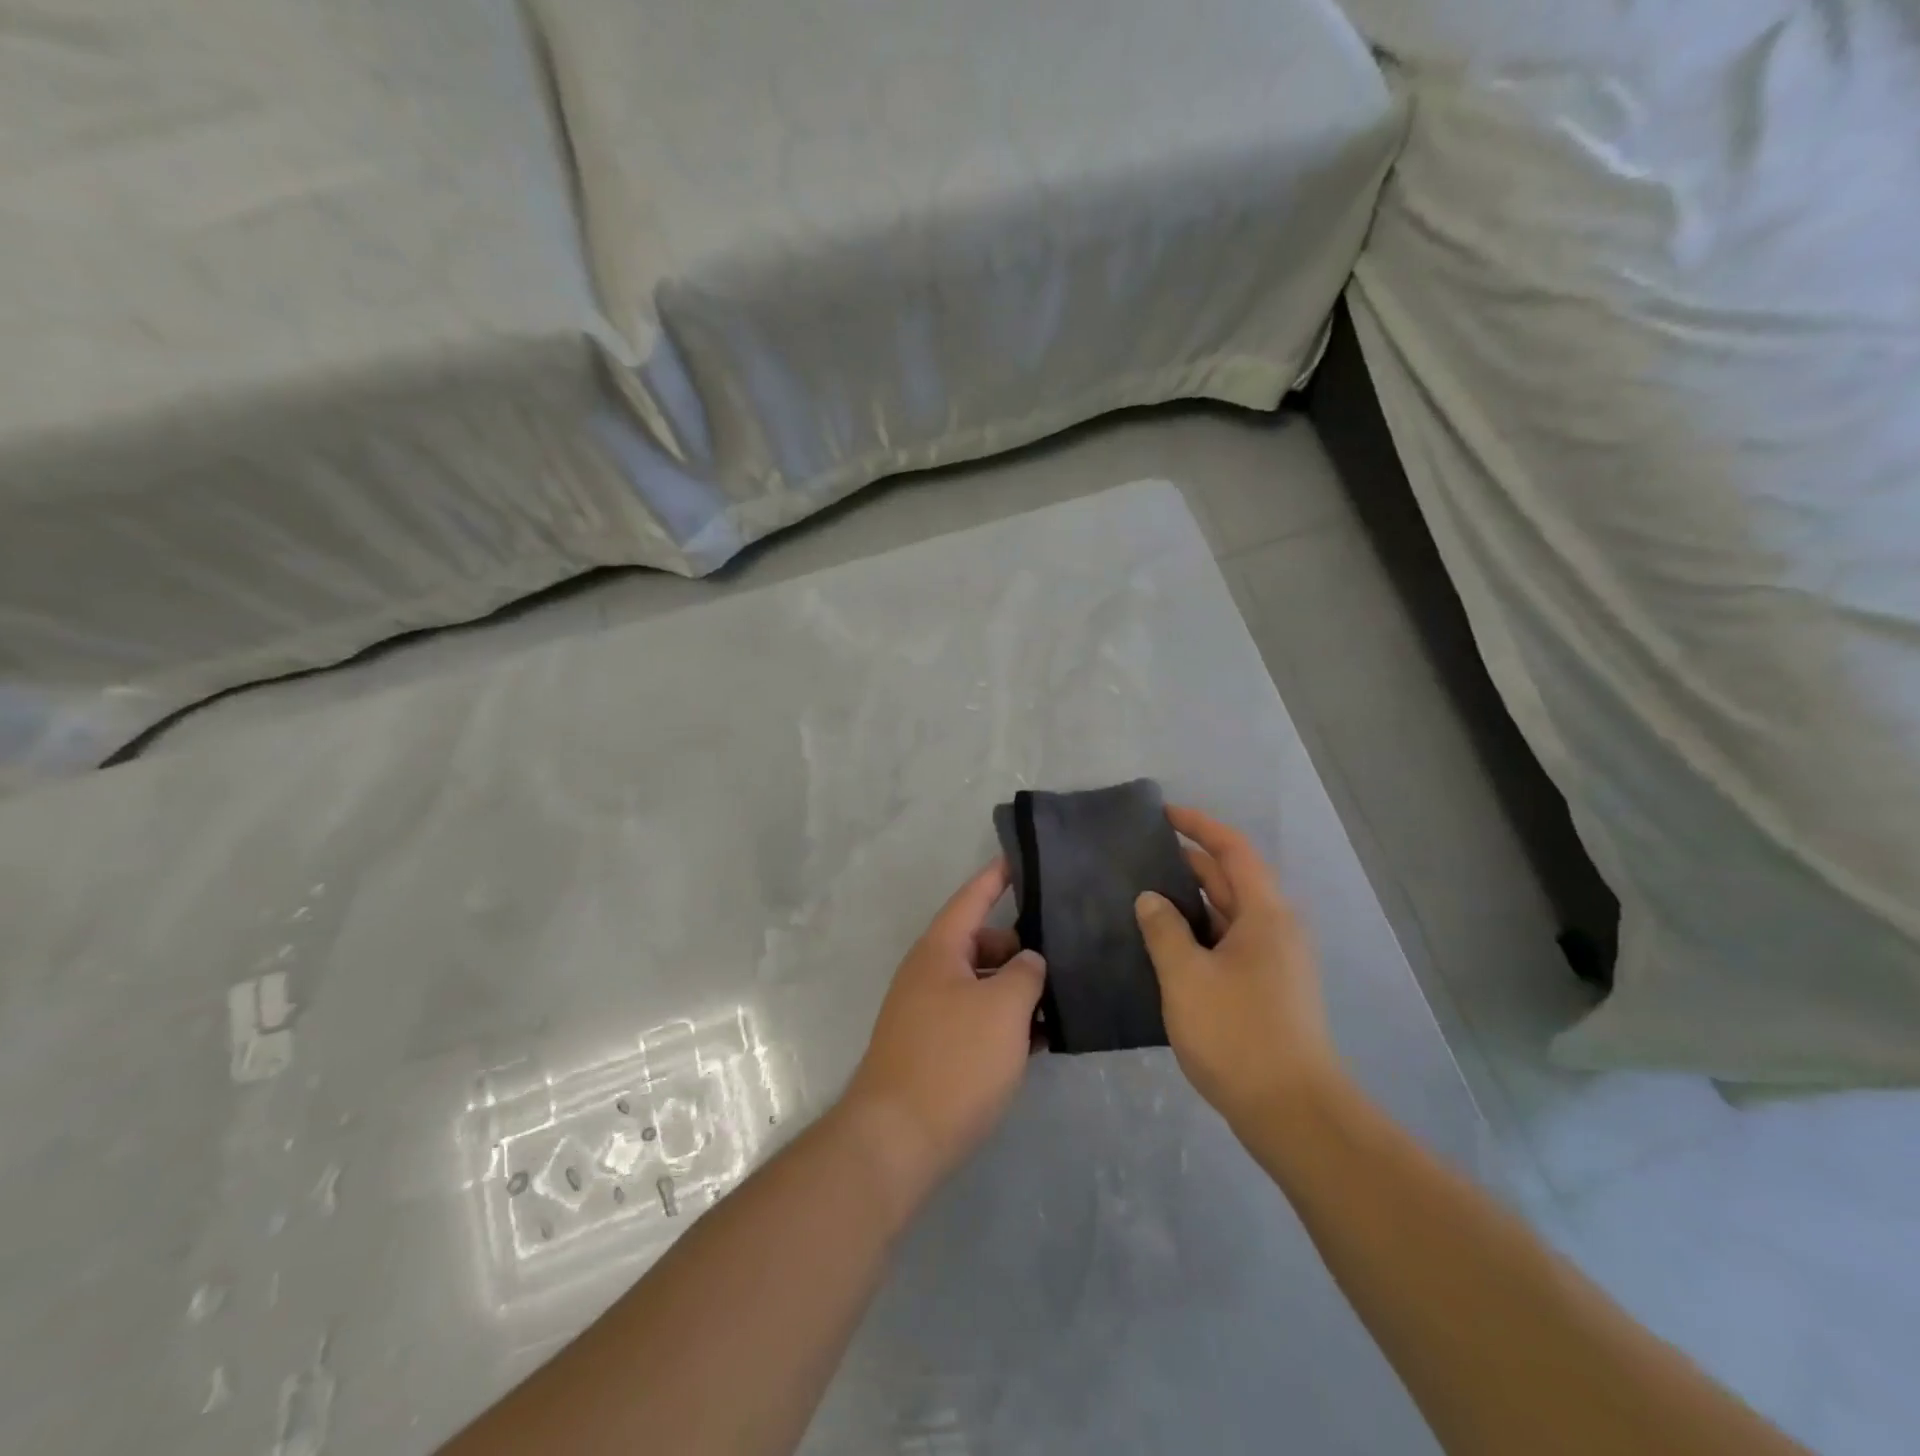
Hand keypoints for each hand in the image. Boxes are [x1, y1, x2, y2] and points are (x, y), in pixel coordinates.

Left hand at [843, 859, 1045, 1199]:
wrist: (897, 1140)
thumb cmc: (954, 1061)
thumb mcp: (1003, 1009)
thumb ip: (1025, 974)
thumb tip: (1028, 961)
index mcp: (939, 950)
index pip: (972, 898)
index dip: (997, 877)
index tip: (1021, 858)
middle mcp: (930, 973)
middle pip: (981, 943)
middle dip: (1021, 946)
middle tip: (1066, 952)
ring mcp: (929, 1013)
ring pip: (982, 985)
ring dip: (1017, 989)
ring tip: (1064, 997)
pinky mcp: (934, 1050)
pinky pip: (976, 1020)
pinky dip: (1006, 1022)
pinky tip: (1042, 1039)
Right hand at [1134, 807, 1343, 1133]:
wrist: (1293, 1113)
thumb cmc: (1238, 1034)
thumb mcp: (1187, 977)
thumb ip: (1164, 930)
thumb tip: (1151, 899)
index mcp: (1265, 915)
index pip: (1233, 850)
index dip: (1199, 826)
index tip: (1163, 814)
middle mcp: (1276, 930)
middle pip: (1232, 879)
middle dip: (1190, 862)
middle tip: (1140, 856)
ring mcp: (1275, 962)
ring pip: (1229, 914)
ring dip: (1192, 901)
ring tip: (1144, 896)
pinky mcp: (1267, 990)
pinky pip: (1229, 944)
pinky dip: (1199, 934)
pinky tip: (1165, 946)